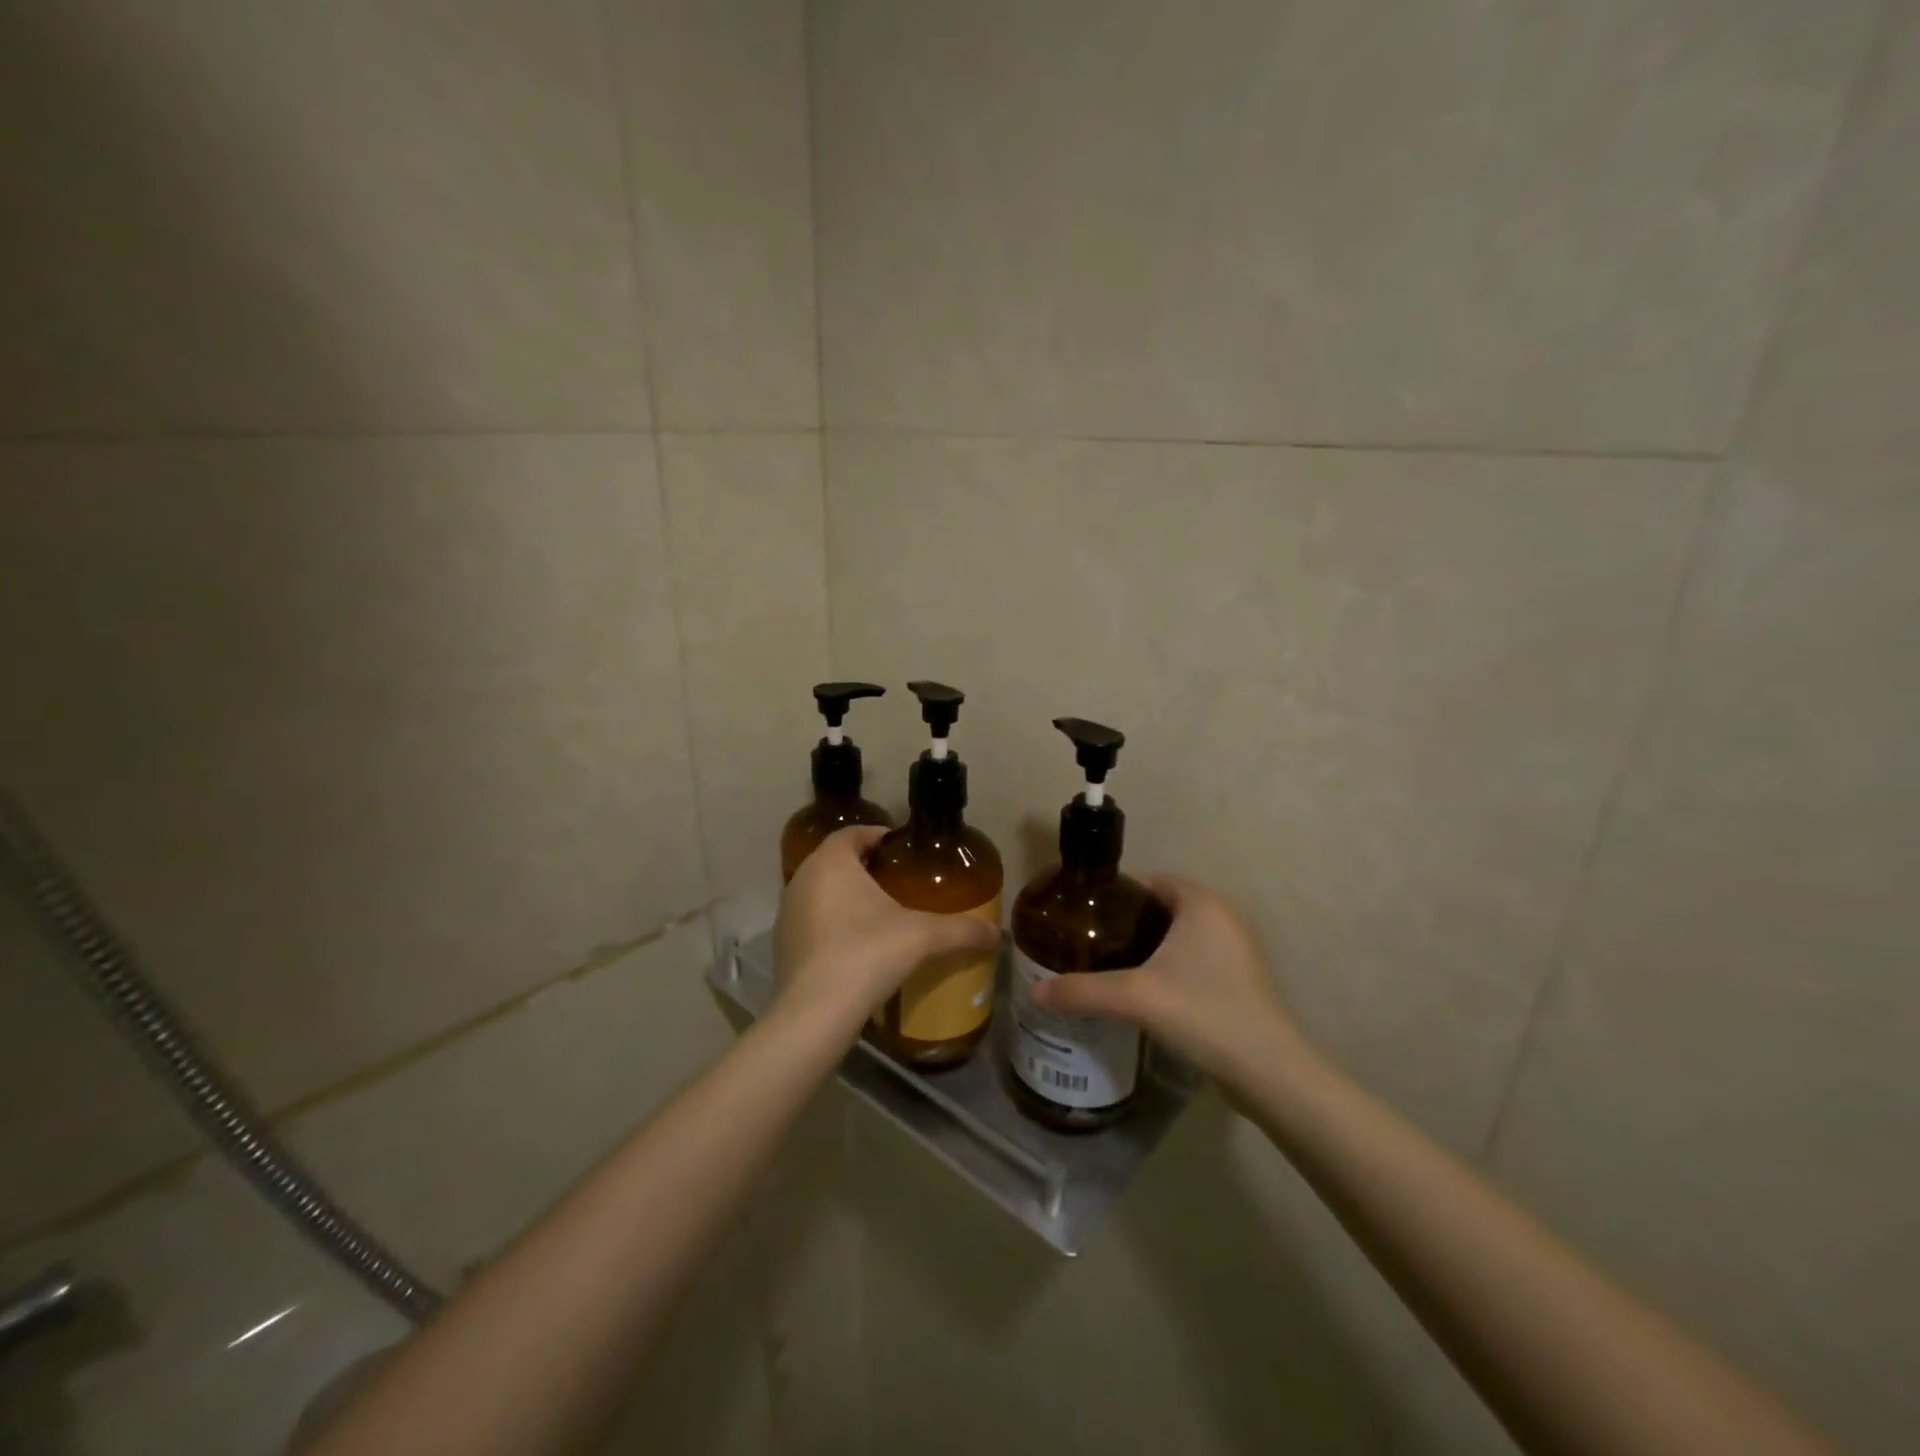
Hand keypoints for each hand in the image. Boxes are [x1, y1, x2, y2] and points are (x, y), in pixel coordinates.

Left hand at [772, 826, 1000, 1039]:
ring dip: (846, 897)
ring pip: (821, 892)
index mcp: (830, 862)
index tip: (903, 849)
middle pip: (836, 861)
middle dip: (865, 867)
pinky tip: (857, 947)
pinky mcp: (782, 946)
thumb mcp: (922, 937)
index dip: (879, 836)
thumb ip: (961, 930)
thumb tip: (997, 934)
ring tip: (880, 914)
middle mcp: (801, 879)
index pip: (853, 833)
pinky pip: (812, 922)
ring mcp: (787, 914)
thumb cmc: (866, 955)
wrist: (814, 1014)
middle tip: (898, 881)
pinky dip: (832, 925)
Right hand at [1031, 876, 1308, 1091]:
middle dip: (1129, 923)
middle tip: (1093, 943)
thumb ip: (1082, 991)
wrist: (1267, 1070)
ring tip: (1113, 966)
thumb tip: (1036, 992)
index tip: (1086, 916)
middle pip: (1164, 908)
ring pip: (1182, 934)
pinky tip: (1148, 990)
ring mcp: (1238, 948)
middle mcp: (1224, 916)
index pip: (1151, 882)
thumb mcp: (1134, 997)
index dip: (1117, 896)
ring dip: (1151, 946)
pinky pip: (1197, 957)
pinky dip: (1172, 965)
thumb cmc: (1202, 1012)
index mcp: (1202, 903)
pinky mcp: (1243, 978)